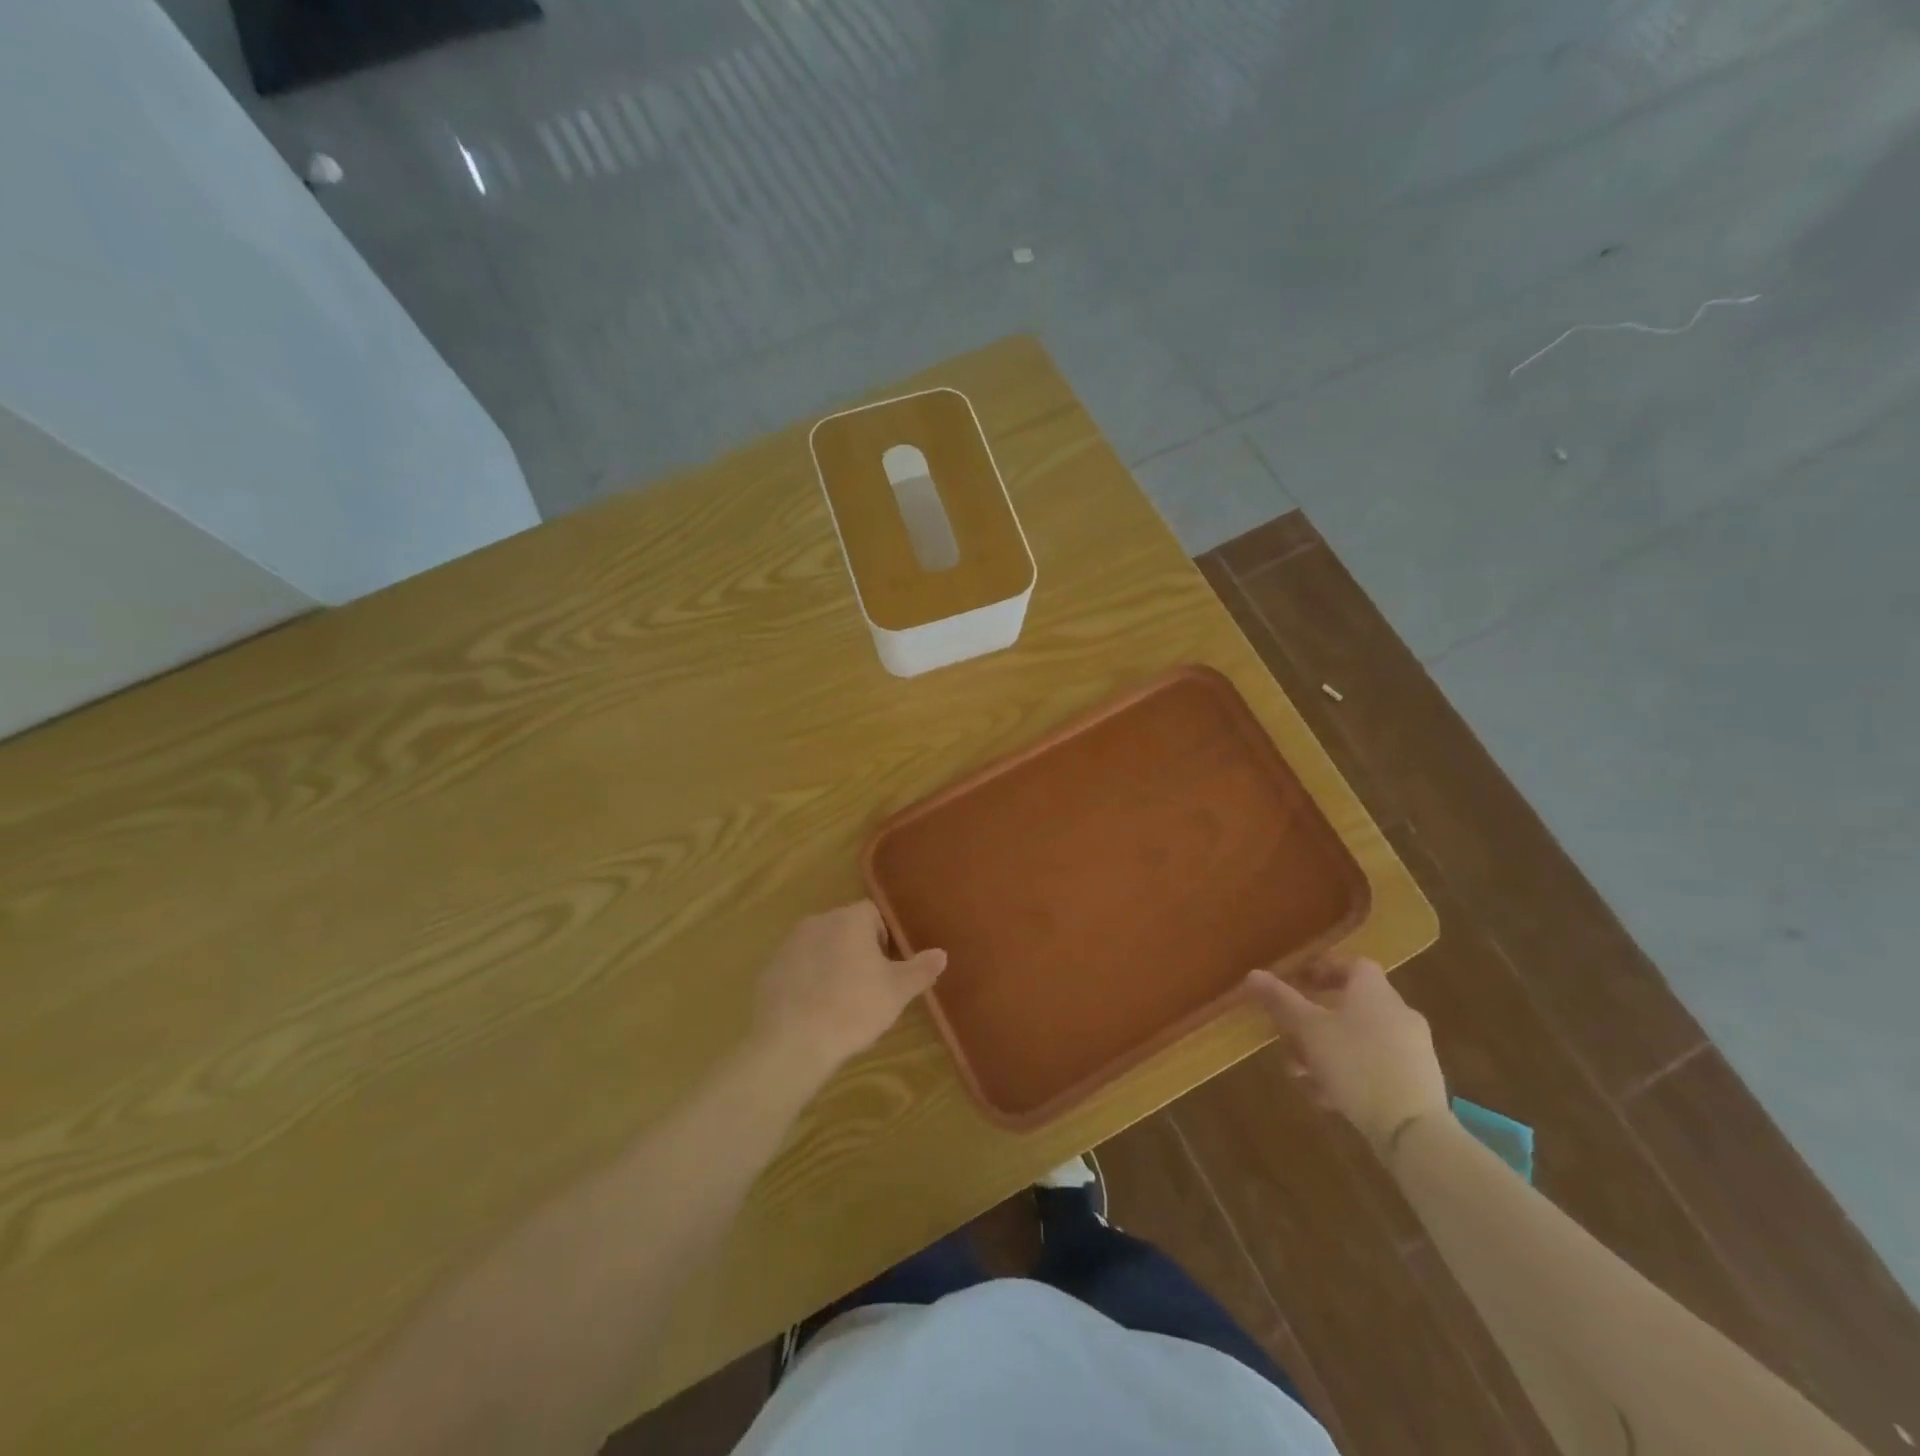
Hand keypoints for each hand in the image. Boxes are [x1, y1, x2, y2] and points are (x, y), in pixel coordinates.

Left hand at [751, 901, 946, 1079]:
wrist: (792, 1042)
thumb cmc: (853, 1008)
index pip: (874, 914)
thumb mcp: (897, 992)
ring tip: (840, 1000)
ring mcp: (789, 944)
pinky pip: (797, 967)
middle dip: (859, 950)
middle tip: (869, 986)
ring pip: (820, 946)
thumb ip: (921, 969)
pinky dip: (807, 980)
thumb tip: (941, 954)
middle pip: (846, 928)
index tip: (888, 967)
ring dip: (832, 963)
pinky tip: (814, 1009)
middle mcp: (818, 921)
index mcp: (850, 919)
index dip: (886, 938)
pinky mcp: (769, 969)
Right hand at [1245, 952, 1447, 1153]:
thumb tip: (1253, 974)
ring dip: (1326, 1050)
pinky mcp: (1417, 1081)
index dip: (1324, 969)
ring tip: (1300, 1074)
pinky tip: (1326, 1097)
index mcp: (1374, 992)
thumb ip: (1281, 1000)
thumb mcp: (1308, 1030)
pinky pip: (1375, 1065)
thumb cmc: (1356, 1065)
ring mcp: (1412, 1048)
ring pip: (1359, 1038)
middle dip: (1315, 1020)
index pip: (1352, 964)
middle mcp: (1398, 1013)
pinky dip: (1349, 1072)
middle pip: (1351, 1004)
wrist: (1413, 1130)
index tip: (1299, 984)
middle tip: (1289, 1035)